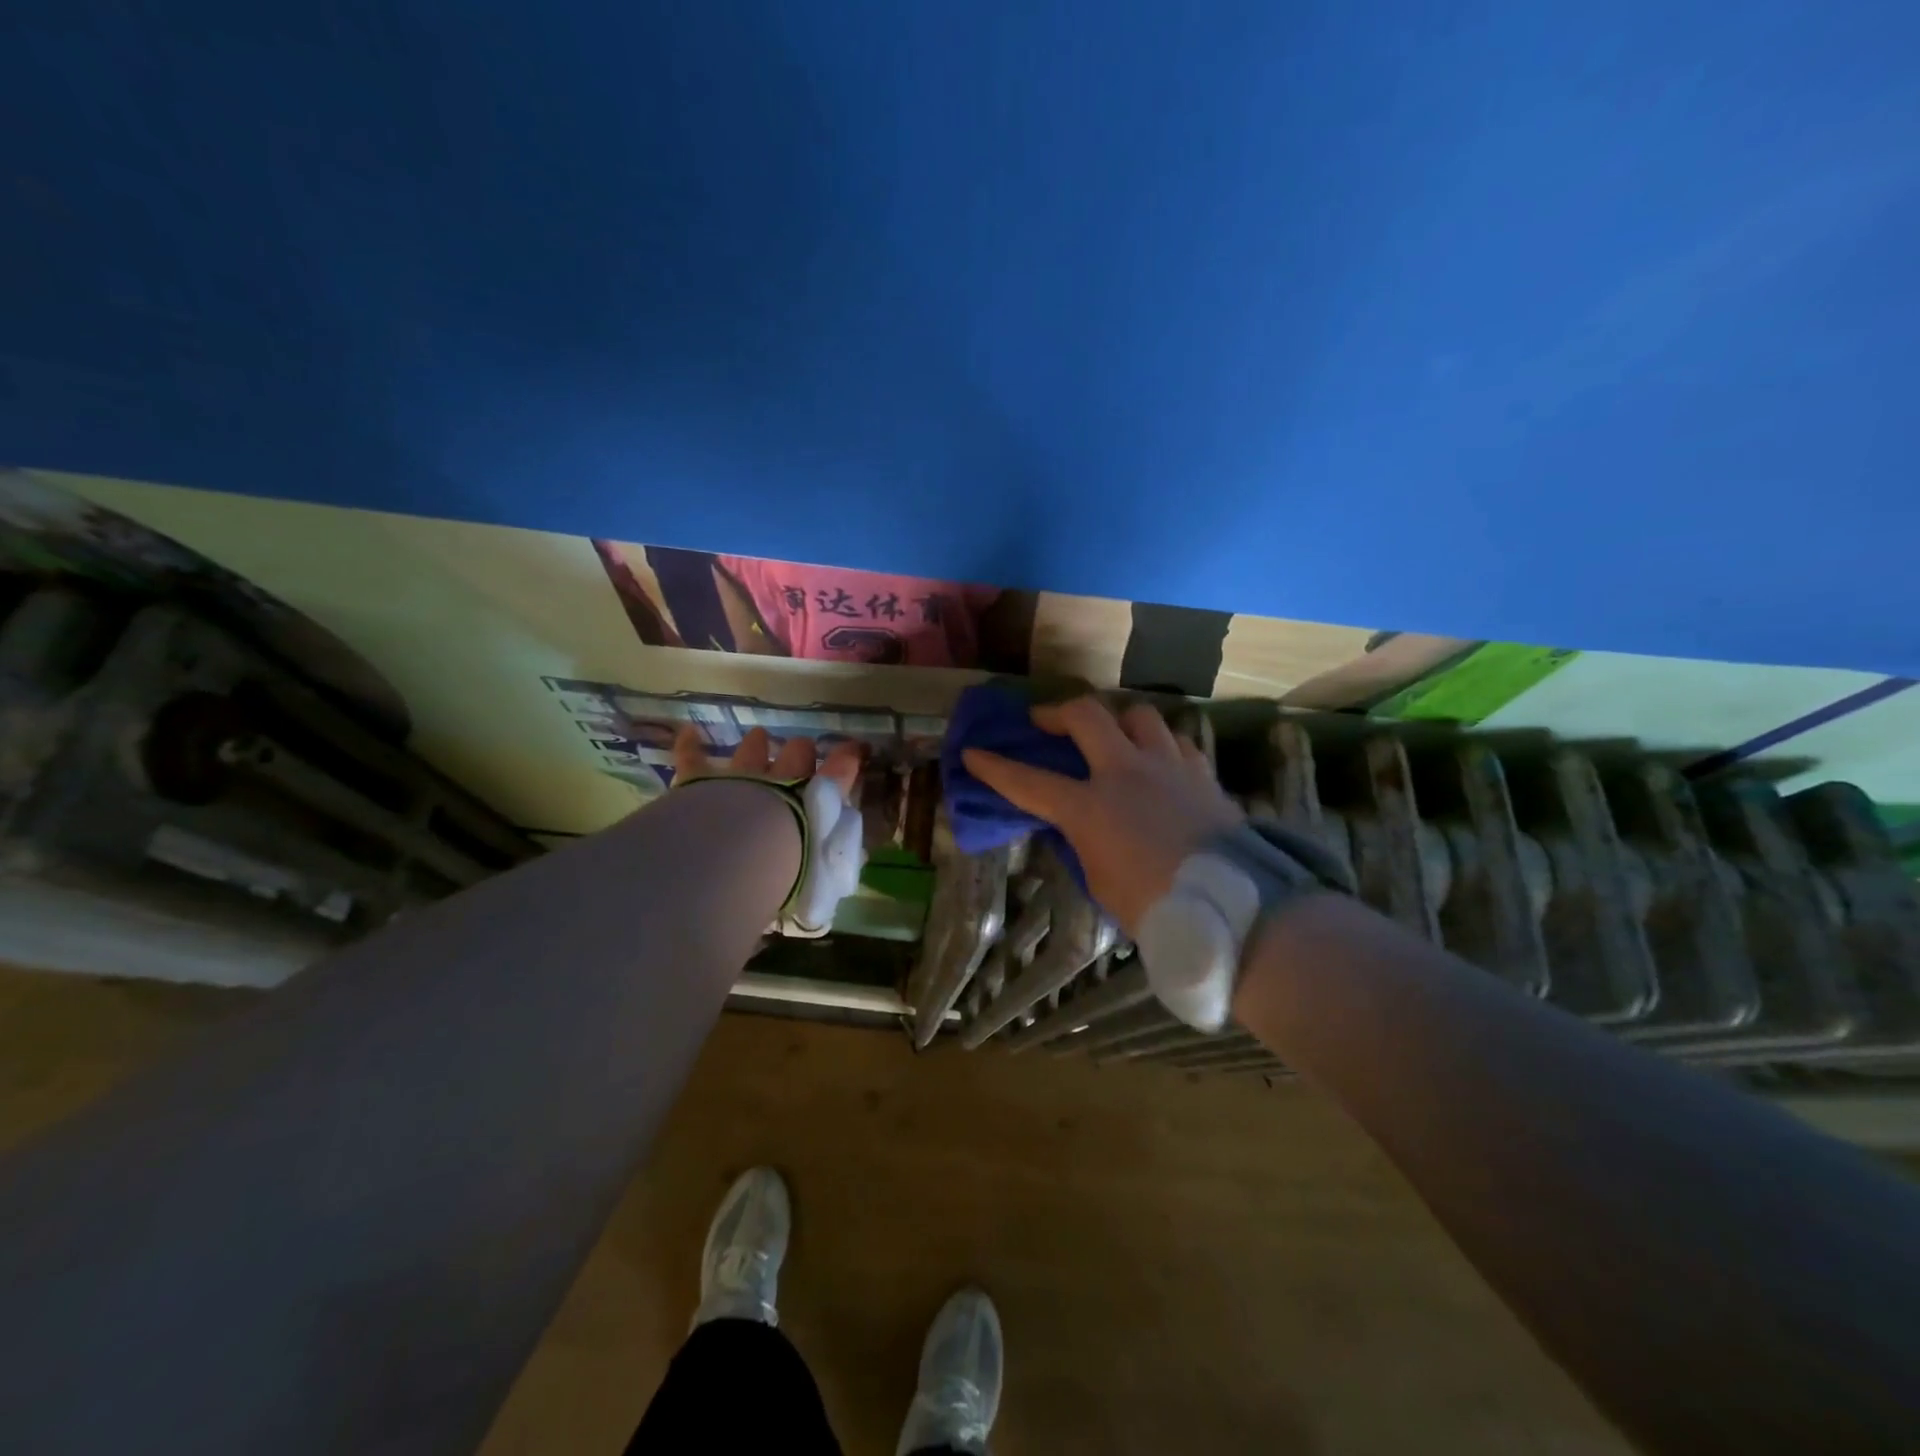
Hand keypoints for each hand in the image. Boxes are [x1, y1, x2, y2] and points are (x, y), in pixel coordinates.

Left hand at [673, 725, 866, 935]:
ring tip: (759, 738)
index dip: (847, 760)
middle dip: (800, 753)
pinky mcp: (701, 782)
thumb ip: (830, 867)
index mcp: (812, 803)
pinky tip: (689, 733)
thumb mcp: (820, 878)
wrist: (739, 856)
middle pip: (796, 755)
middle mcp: (781, 782)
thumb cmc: (785, 871)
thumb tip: (850, 866)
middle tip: (801, 753)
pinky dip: (690, 746)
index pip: (839, 774)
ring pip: (752, 751)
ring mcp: (741, 777)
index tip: (855, 750)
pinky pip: (693, 759)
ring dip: (756, 746)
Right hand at [961, 697, 1243, 934]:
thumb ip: (1083, 841)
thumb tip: (1077, 823)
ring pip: (1138, 716)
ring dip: (1117, 720)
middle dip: (1057, 712)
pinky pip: (1176, 742)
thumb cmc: (1154, 906)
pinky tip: (1158, 761)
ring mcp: (1167, 766)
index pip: (1029, 781)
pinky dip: (1159, 745)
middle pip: (1087, 716)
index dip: (996, 767)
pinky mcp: (1201, 773)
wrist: (1233, 905)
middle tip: (1045, 721)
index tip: (974, 753)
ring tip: (1112, 735)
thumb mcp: (1099, 879)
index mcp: (1090, 807)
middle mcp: (1125, 772)